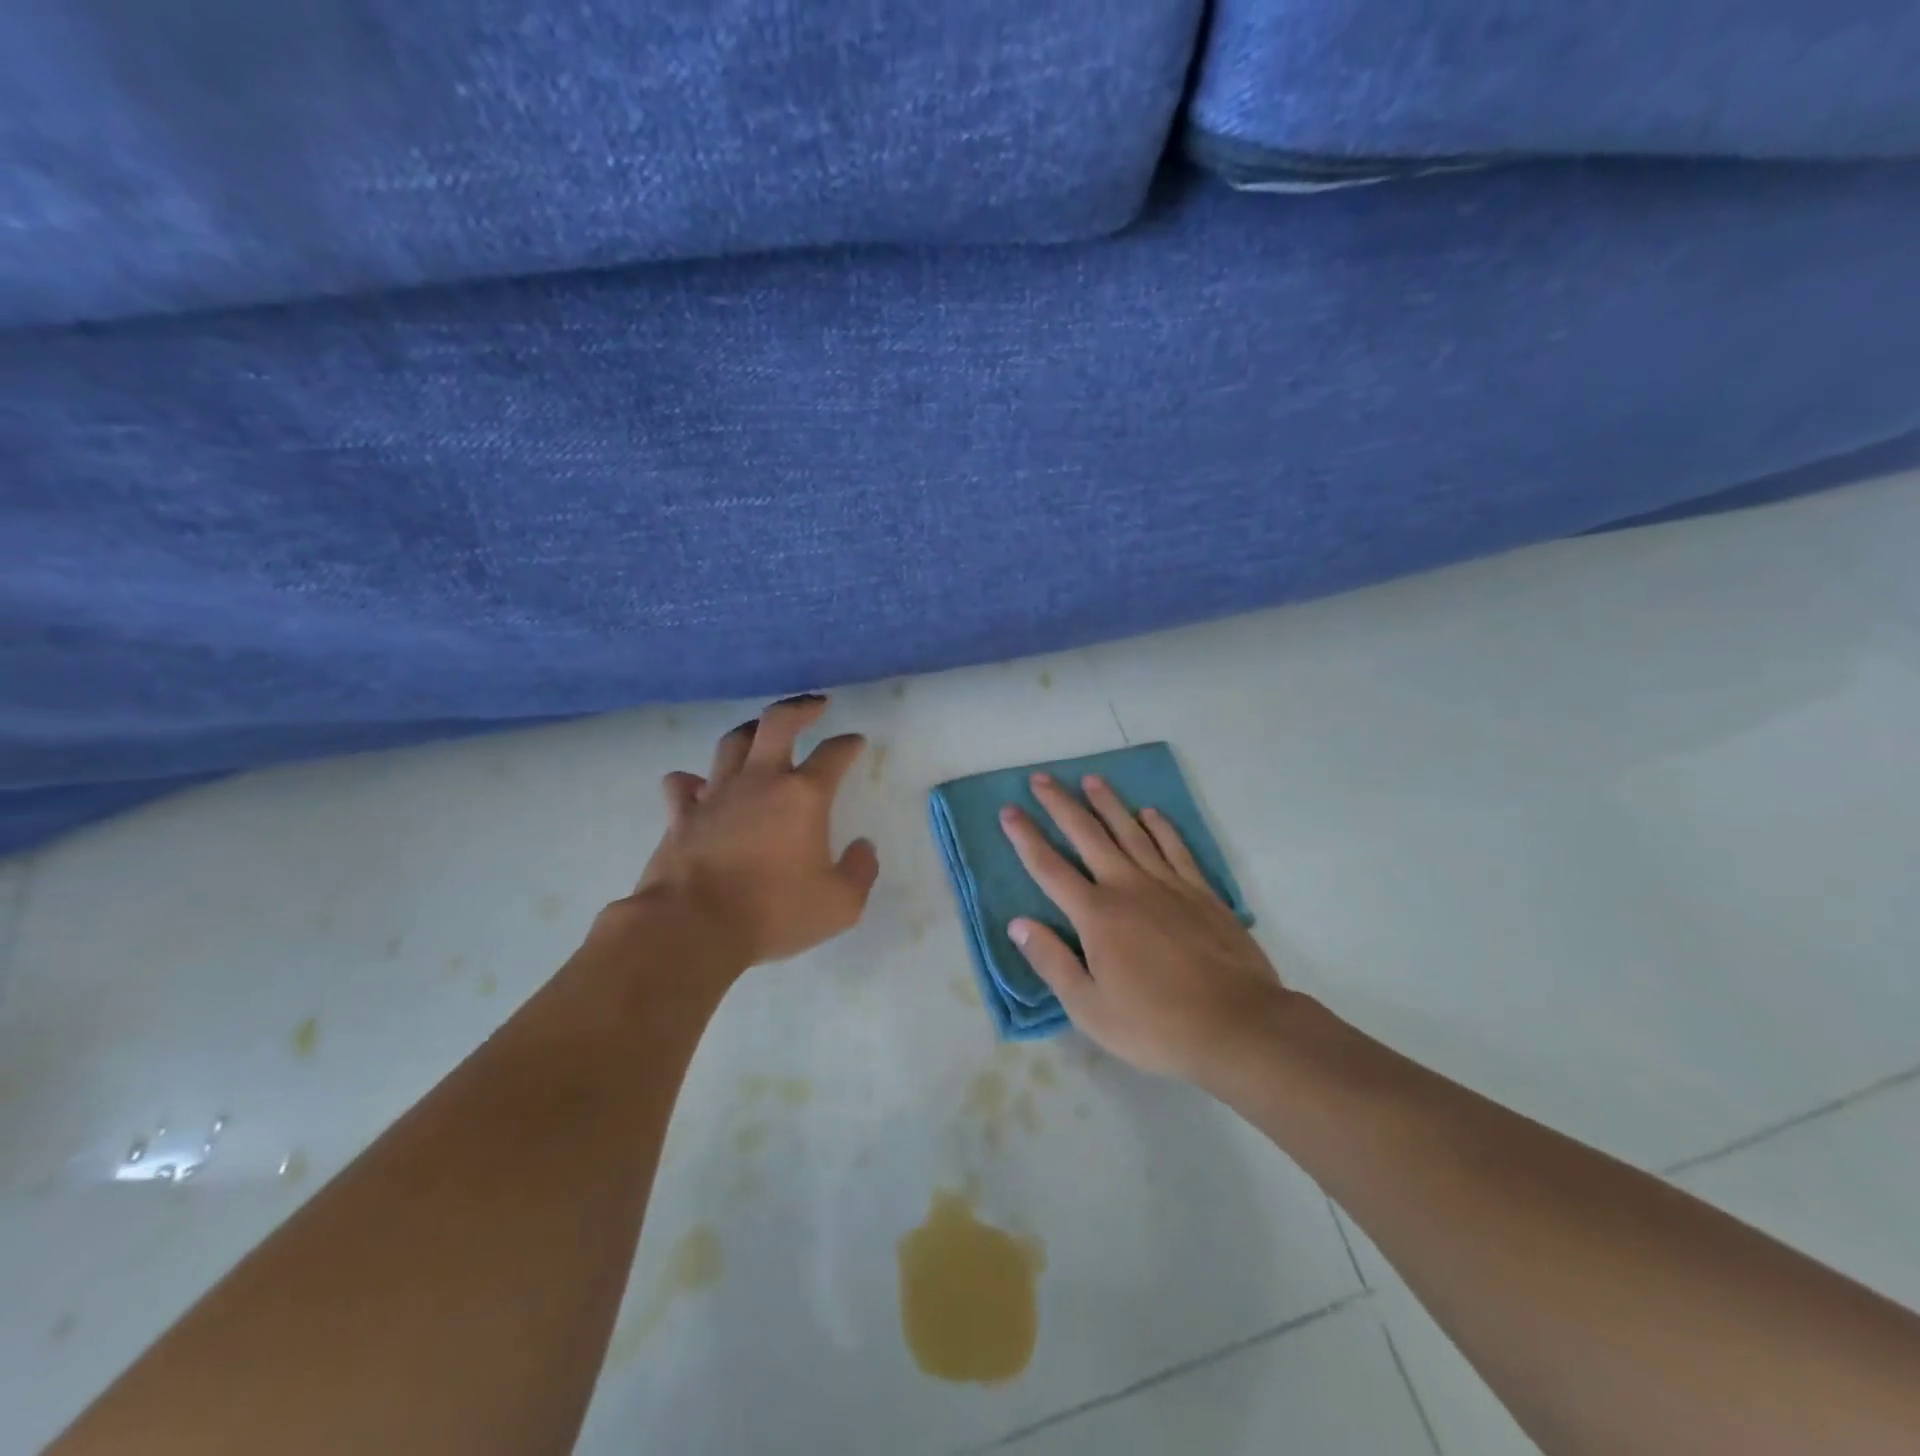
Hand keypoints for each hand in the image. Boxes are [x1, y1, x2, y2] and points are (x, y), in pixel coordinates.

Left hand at [605, 695, 878, 972]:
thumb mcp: (840, 904)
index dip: (848, 744)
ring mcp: (716, 794)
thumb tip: (863, 847)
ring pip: (732, 743)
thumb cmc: (773, 913)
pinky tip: (700, 785)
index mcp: (803, 796)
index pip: (834, 754)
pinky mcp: (681, 815)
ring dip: (751, 731)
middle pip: (777, 723)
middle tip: (815, 705)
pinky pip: (684, 785)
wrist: (692, 927)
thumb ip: (861, 871)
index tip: (855, 742)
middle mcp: (760, 781)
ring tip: (762, 732)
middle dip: (800, 708)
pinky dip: (693, 781)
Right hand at [998, 772, 1292, 1080]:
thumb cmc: (1156, 1025)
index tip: (1008, 810)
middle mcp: (1128, 887)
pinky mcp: (1201, 892)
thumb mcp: (1089, 1008)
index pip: (1050, 868)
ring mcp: (1168, 885)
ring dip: (1108, 804)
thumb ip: (1051, 962)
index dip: (1026, 837)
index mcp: (1096, 915)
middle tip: (1042, 778)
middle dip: (1061, 805)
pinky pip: (1175, 848)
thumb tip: (1018, 924)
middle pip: (1088, 835)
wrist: (1238, 1025)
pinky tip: (1150, 812)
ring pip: (1131, 832)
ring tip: (1091, 779)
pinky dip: (1160, 826)